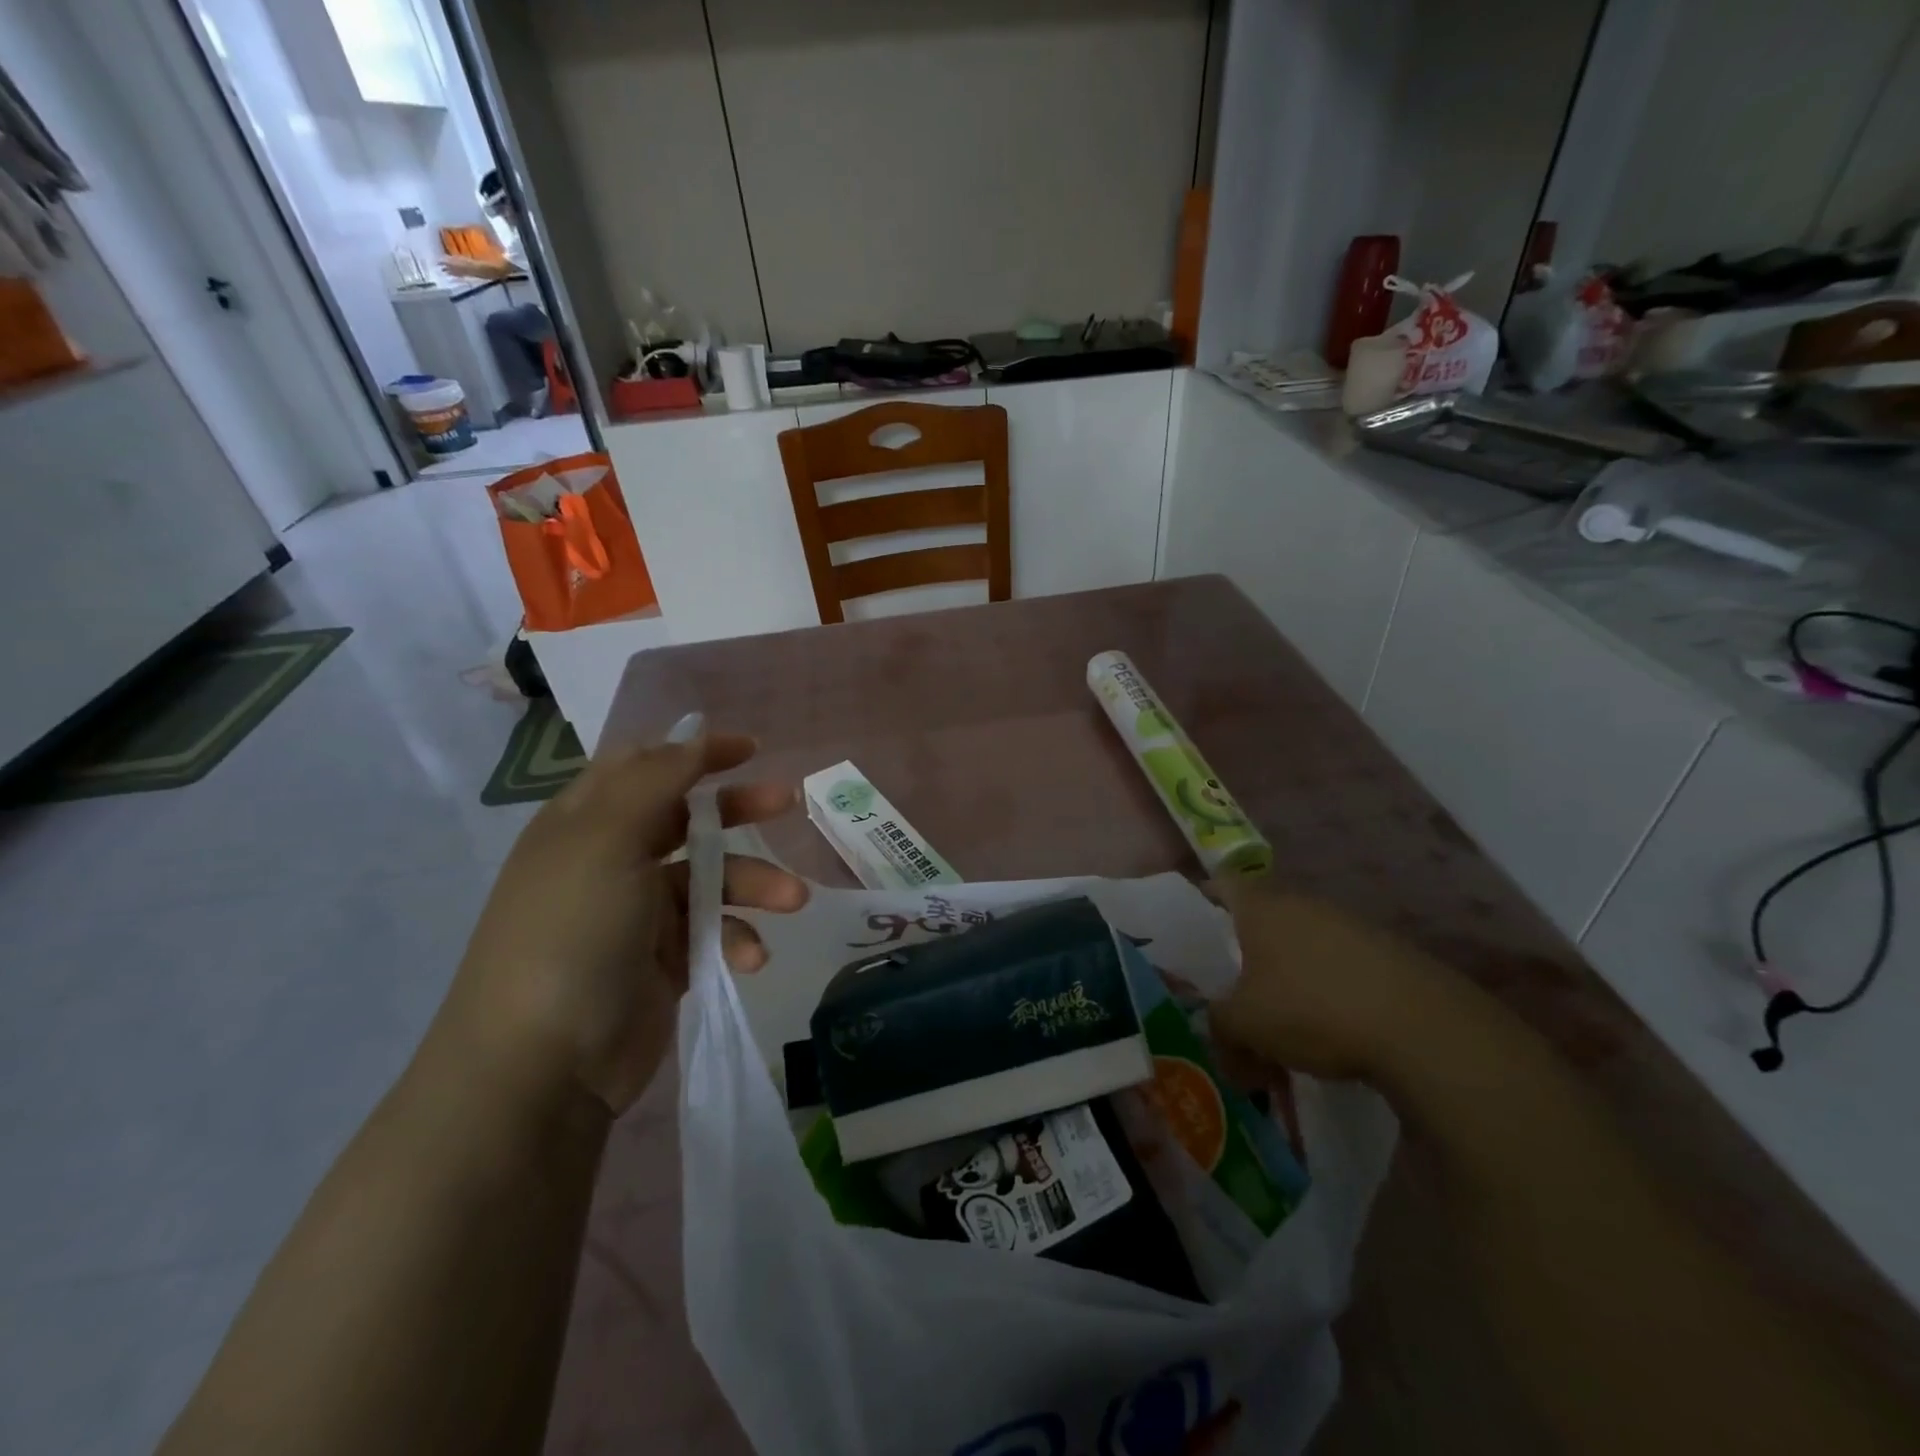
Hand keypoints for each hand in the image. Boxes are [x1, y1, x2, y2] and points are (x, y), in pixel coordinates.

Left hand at [434, 727, 807, 1114]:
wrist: (542, 1065)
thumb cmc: (572, 933)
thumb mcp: (608, 840)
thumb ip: (656, 781)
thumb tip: (692, 737)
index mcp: (587, 823)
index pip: (644, 766)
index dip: (695, 752)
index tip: (750, 750)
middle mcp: (613, 860)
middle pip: (687, 817)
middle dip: (738, 809)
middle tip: (786, 803)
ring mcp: (639, 913)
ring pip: (712, 878)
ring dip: (755, 883)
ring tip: (792, 899)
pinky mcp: (665, 960)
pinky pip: (714, 931)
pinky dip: (736, 938)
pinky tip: (749, 958)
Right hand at [1210, 880, 1471, 1083]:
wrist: (1421, 1028)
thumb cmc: (1312, 1009)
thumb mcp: (1245, 1024)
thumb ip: (1218, 1024)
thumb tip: (1216, 1034)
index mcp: (1261, 906)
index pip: (1222, 882)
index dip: (1204, 898)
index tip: (1192, 925)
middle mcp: (1303, 902)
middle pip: (1262, 916)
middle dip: (1245, 950)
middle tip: (1231, 986)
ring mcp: (1348, 924)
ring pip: (1301, 943)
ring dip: (1287, 974)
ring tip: (1280, 1021)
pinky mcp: (1386, 952)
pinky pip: (1338, 964)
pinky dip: (1325, 989)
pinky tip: (1328, 1029)